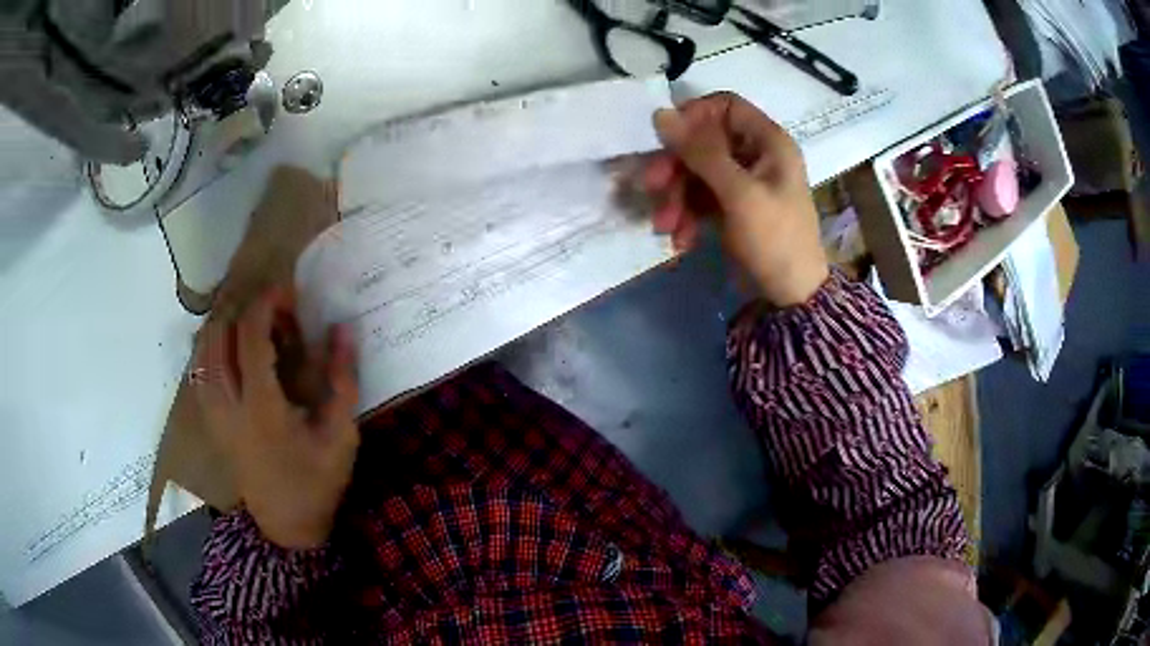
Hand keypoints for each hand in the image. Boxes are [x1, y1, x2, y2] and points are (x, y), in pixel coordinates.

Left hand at [193, 287, 359, 548]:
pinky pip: (199, 374)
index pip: (251, 340)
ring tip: (246, 319)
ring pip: (202, 354)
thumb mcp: (341, 437)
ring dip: (222, 326)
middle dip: (242, 311)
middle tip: (269, 308)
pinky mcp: (212, 423)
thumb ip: (341, 382)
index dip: (265, 305)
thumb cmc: (317, 484)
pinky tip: (225, 347)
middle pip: (219, 339)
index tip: (285, 290)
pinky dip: (208, 350)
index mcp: (263, 409)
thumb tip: (341, 330)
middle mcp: (230, 406)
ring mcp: (215, 416)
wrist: (287, 527)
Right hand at [645, 92, 829, 306]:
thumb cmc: (775, 239)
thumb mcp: (739, 194)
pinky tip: (681, 240)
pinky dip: (687, 215)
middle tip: (651, 186)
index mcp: (768, 141)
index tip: (666, 137)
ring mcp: (742, 182)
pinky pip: (700, 198)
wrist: (791, 296)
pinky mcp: (731, 207)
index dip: (694, 116)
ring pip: (696, 172)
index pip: (725, 106)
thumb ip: (701, 152)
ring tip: (664, 226)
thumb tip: (661, 114)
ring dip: (676, 196)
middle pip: (704, 141)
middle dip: (676, 165)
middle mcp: (755, 155)